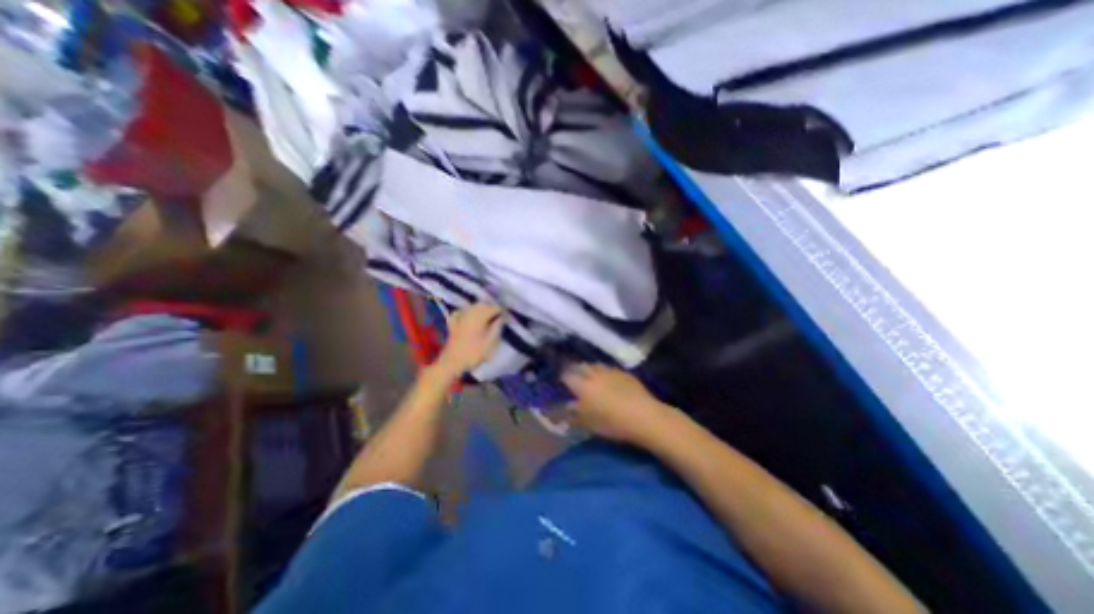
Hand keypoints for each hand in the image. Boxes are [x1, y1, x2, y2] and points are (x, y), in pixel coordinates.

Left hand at [438, 303, 504, 374]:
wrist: (452, 362)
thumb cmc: (474, 353)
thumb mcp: (491, 342)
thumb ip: (497, 327)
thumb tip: (501, 318)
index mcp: (480, 315)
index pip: (495, 307)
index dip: (501, 312)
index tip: (506, 319)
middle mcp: (470, 312)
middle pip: (483, 304)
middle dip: (491, 308)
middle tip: (498, 318)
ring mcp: (460, 316)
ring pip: (473, 307)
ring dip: (481, 309)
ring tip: (487, 318)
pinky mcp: (453, 322)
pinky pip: (462, 312)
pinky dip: (468, 313)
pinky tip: (470, 317)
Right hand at [563, 364, 676, 446]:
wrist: (644, 416)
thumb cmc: (612, 423)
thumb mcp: (589, 423)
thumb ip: (575, 413)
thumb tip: (569, 405)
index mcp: (583, 385)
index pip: (567, 375)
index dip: (563, 378)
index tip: (562, 383)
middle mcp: (594, 374)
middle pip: (581, 366)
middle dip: (575, 371)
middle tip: (574, 379)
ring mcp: (610, 371)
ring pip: (595, 365)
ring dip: (589, 369)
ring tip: (590, 377)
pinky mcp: (624, 373)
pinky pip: (609, 368)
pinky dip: (604, 372)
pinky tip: (608, 380)